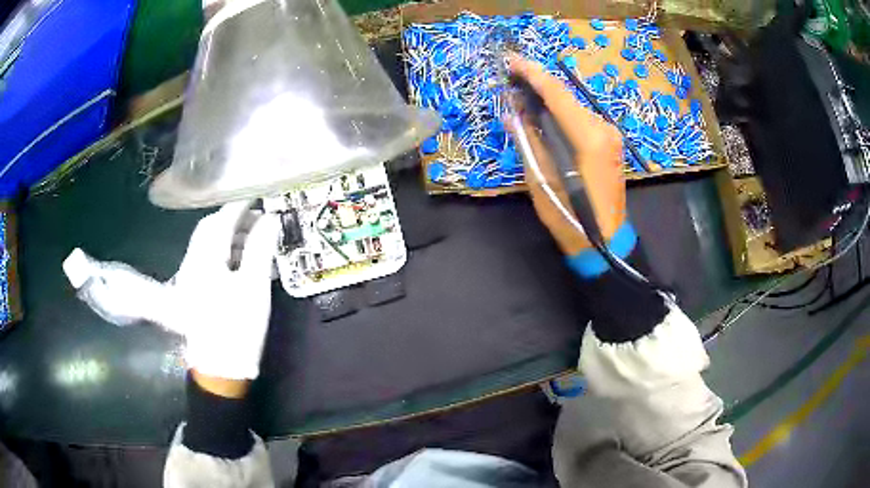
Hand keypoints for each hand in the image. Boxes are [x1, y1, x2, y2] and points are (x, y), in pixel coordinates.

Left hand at [163, 202, 280, 383]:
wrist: (220, 370)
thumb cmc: (238, 328)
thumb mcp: (254, 288)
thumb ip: (260, 249)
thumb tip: (270, 219)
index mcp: (205, 259)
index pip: (222, 221)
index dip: (241, 205)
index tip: (259, 195)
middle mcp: (191, 262)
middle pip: (209, 229)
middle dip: (232, 218)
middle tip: (257, 218)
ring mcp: (189, 278)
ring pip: (206, 244)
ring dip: (228, 235)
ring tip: (253, 240)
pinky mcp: (192, 291)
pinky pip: (206, 259)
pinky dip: (223, 252)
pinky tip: (239, 262)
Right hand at [507, 56, 627, 255]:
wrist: (605, 243)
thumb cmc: (571, 218)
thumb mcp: (542, 181)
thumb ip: (529, 141)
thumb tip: (513, 114)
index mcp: (588, 137)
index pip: (557, 94)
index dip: (532, 74)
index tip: (510, 61)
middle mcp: (603, 128)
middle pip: (566, 96)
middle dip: (537, 83)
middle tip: (510, 79)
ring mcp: (610, 135)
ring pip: (573, 105)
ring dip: (548, 98)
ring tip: (521, 94)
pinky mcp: (610, 142)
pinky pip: (581, 118)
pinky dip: (561, 111)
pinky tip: (543, 113)